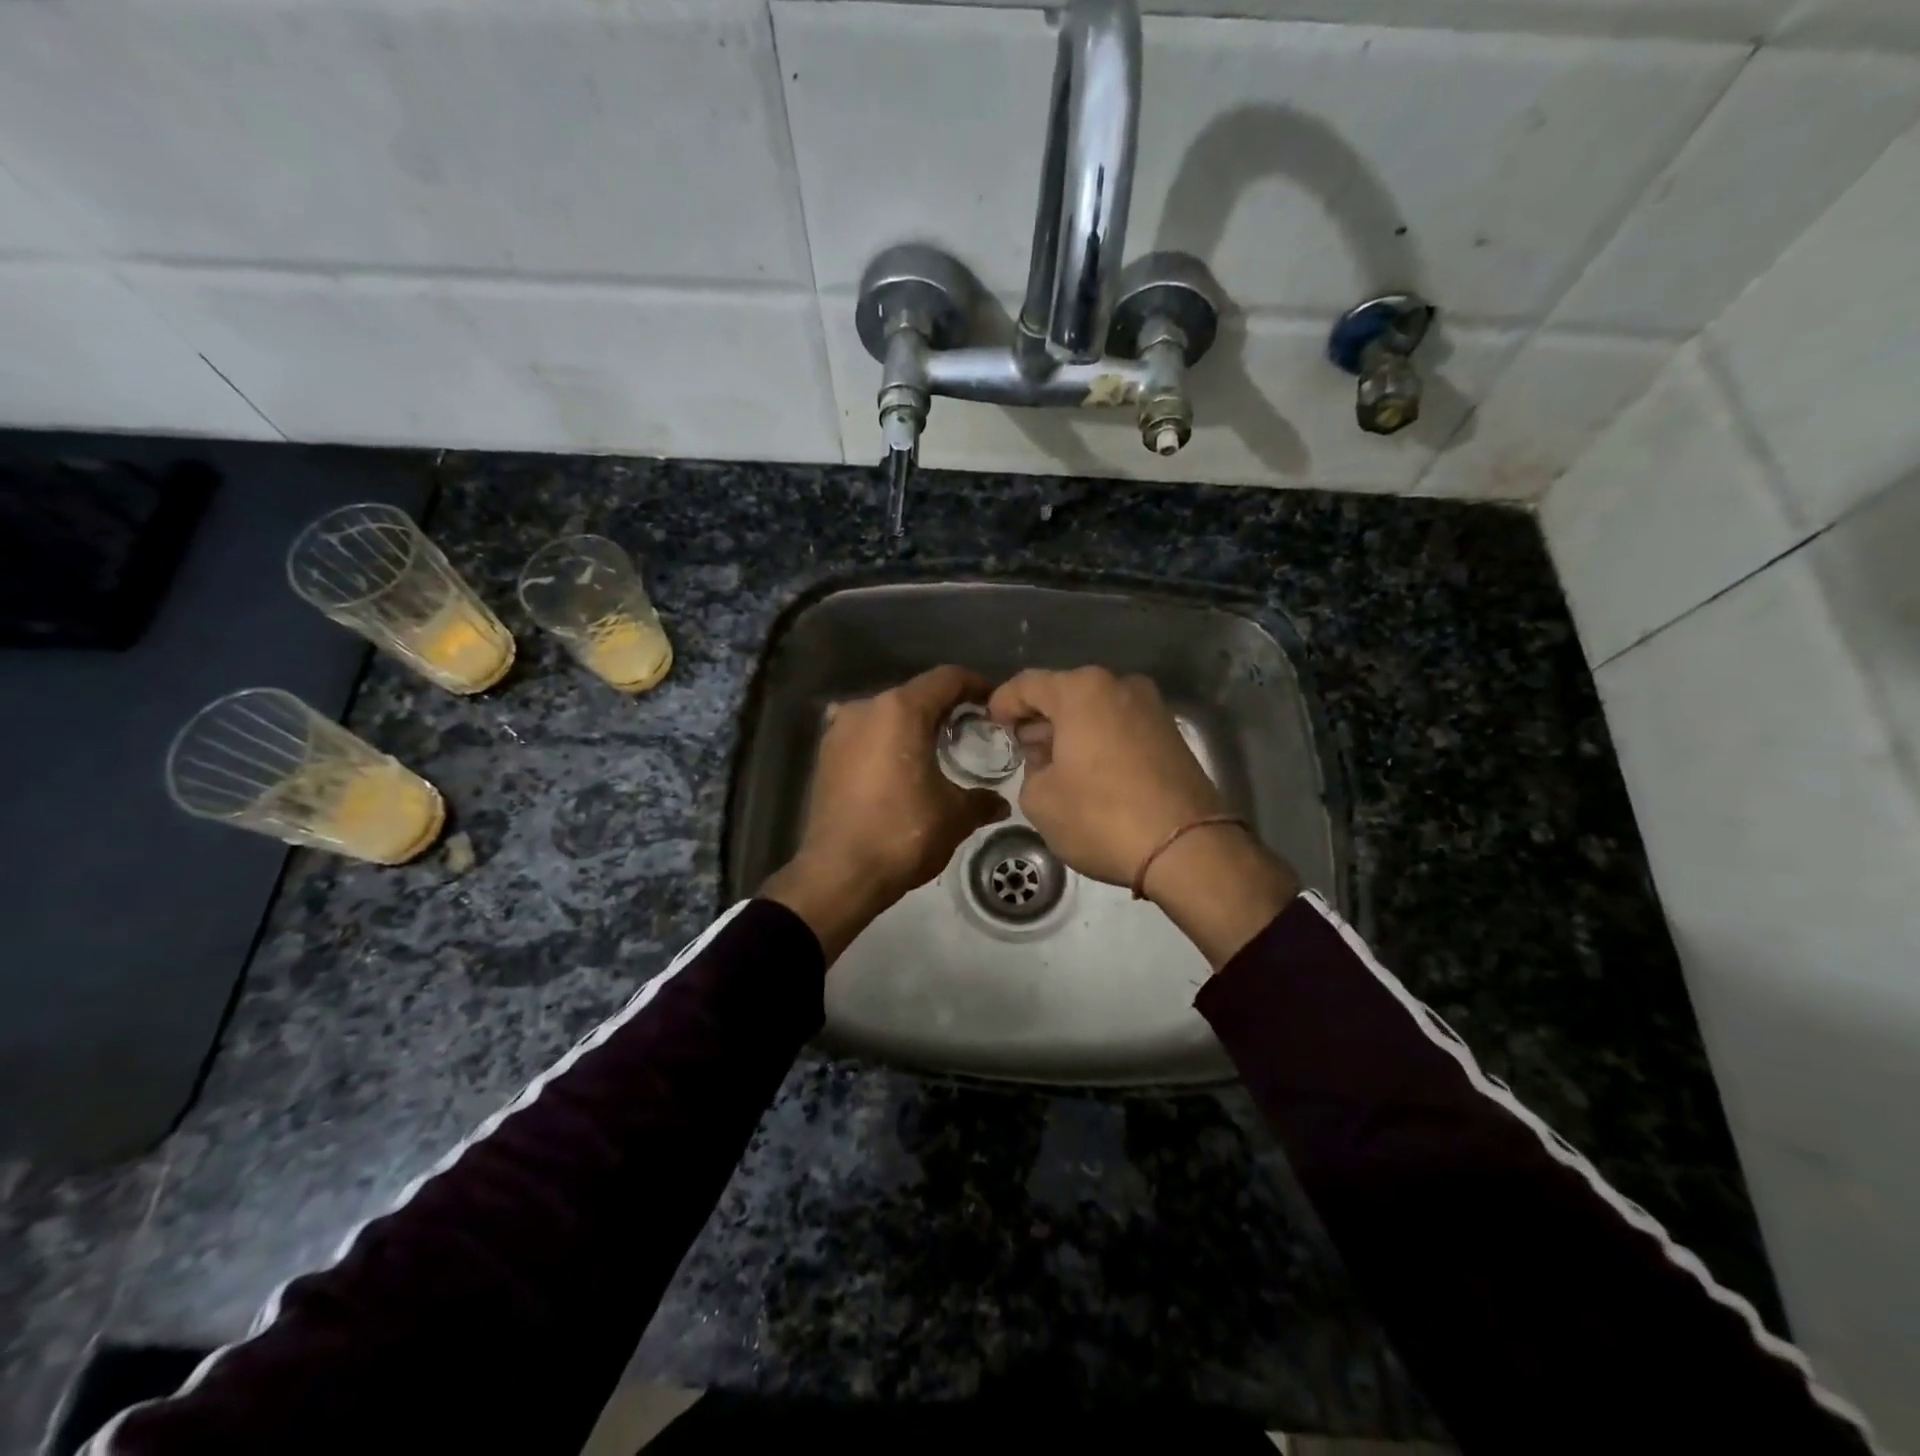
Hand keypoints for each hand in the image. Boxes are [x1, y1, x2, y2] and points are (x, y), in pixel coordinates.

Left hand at [763, 665, 1008, 963]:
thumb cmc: (903, 833)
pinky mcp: (824, 756)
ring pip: (886, 714)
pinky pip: (863, 735)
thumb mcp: (954, 816)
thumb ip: (981, 801)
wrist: (839, 873)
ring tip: (934, 750)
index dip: (975, 685)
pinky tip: (898, 766)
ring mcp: (839, 730)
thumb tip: (999, 803)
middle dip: (944, 708)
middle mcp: (866, 708)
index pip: (947, 679)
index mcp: (901, 710)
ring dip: (911, 725)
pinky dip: (884, 742)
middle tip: (970, 730)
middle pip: (915, 694)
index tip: (993, 703)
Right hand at [987, 666, 1297, 967]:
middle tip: (1022, 749)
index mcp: (1081, 691)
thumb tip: (1047, 759)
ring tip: (1055, 766)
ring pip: (1095, 710)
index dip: (1002, 703)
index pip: (1027, 684)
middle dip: (1039, 718)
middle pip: (1065, 693)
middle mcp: (1119, 685)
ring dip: (1071, 730)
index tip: (991, 724)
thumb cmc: (1101, 817)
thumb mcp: (1040, 800)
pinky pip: (1120, 726)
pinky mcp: (1172, 733)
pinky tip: (1090, 772)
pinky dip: (1099, 740)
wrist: (1187, 848)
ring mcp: (1151, 707)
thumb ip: (1030, 769)